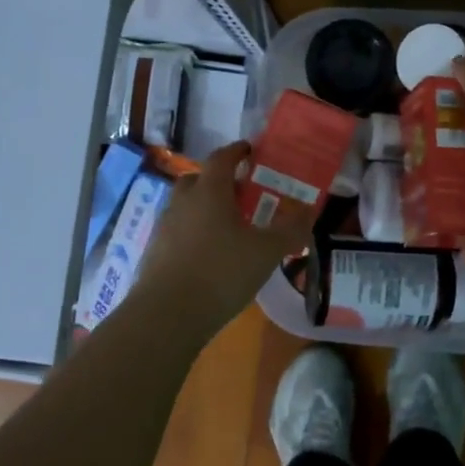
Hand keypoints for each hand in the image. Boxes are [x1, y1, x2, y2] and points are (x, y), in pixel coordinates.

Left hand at [134, 139, 311, 324]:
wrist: (167, 315)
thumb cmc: (221, 272)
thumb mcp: (267, 252)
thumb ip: (291, 230)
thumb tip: (310, 211)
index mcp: (209, 191)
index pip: (221, 158)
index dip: (237, 151)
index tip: (250, 150)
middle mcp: (183, 202)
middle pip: (199, 179)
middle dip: (219, 180)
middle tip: (242, 191)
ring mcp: (165, 228)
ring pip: (186, 206)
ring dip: (205, 207)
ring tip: (229, 225)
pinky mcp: (155, 253)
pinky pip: (178, 231)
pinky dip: (194, 232)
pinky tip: (210, 253)